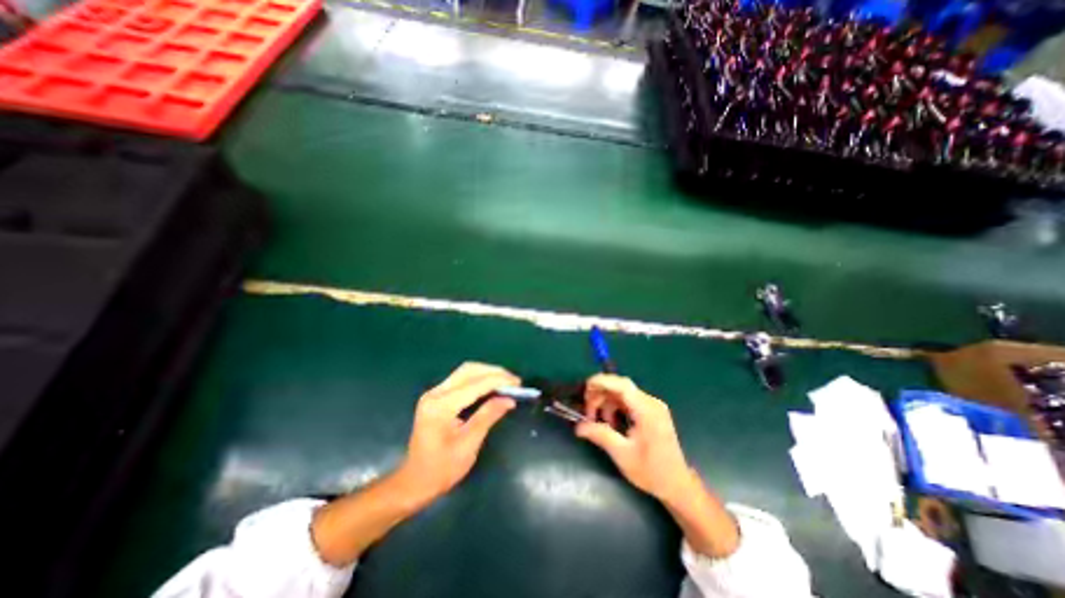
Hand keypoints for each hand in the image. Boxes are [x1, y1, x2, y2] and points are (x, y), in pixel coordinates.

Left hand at [395, 363, 520, 506]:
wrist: (414, 482)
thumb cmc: (442, 469)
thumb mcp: (469, 444)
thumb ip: (488, 417)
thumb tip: (509, 400)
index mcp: (441, 406)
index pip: (475, 384)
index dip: (499, 380)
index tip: (518, 383)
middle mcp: (435, 393)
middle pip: (469, 370)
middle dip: (494, 372)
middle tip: (514, 381)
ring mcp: (434, 393)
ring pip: (465, 371)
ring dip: (487, 373)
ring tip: (506, 382)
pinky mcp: (437, 396)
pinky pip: (461, 379)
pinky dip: (479, 379)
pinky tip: (491, 386)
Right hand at [578, 377, 694, 502]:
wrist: (677, 485)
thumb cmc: (652, 472)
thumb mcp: (622, 455)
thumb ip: (600, 435)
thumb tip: (578, 426)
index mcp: (647, 411)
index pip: (622, 385)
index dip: (602, 382)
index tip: (585, 390)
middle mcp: (651, 402)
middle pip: (620, 387)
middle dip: (600, 396)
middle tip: (588, 414)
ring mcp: (652, 406)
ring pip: (622, 393)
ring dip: (606, 403)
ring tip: (599, 422)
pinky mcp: (650, 411)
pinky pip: (628, 401)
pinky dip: (615, 407)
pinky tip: (611, 423)